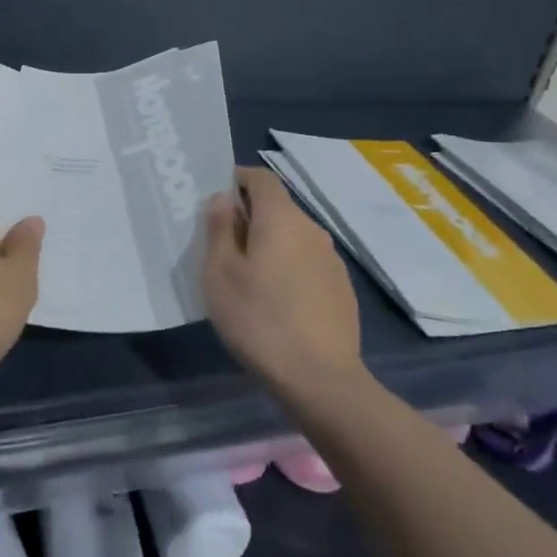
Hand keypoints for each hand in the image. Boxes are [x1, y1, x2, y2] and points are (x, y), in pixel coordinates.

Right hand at [203, 167, 362, 395]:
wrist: (320, 379)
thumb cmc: (258, 319)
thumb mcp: (220, 273)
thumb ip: (219, 228)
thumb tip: (224, 199)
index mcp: (281, 218)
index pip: (261, 177)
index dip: (237, 179)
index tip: (216, 199)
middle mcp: (311, 228)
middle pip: (277, 207)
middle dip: (250, 216)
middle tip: (222, 244)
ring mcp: (331, 259)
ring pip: (293, 236)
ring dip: (270, 244)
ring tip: (247, 277)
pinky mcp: (341, 288)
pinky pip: (307, 262)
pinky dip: (288, 267)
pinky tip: (275, 301)